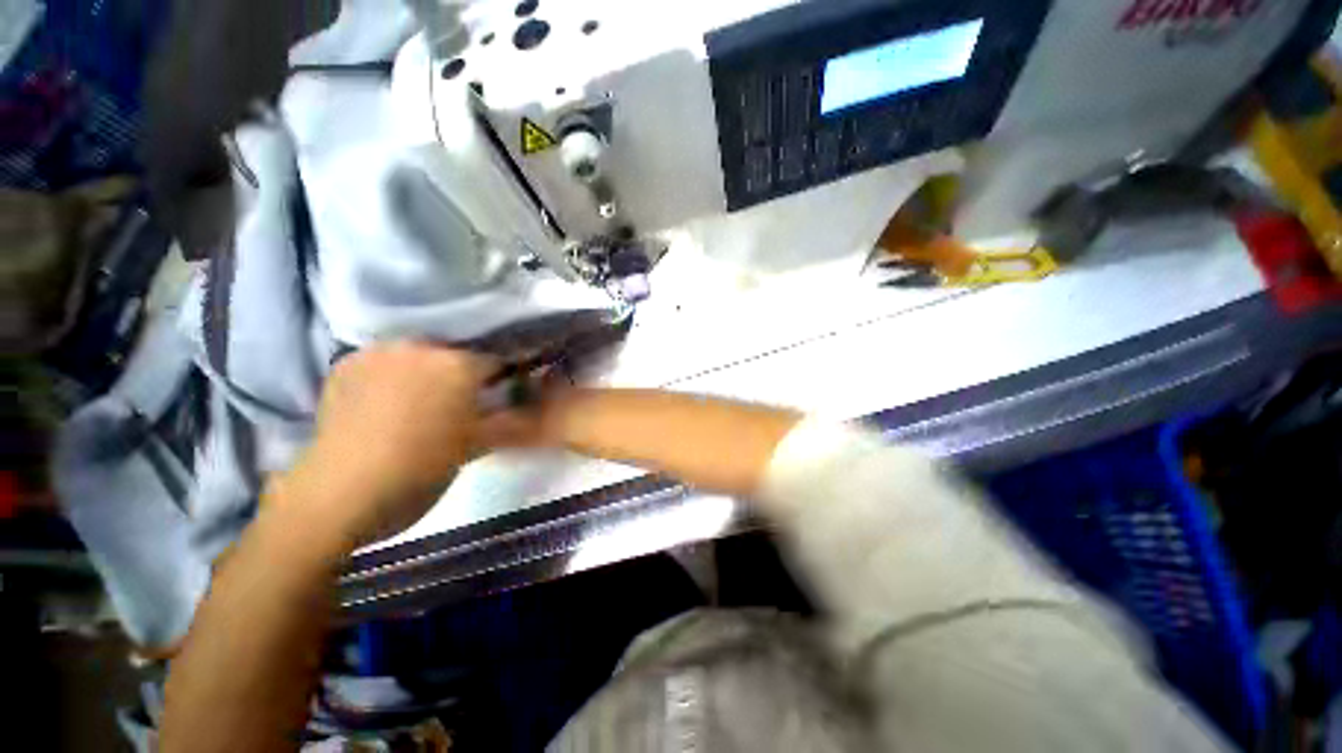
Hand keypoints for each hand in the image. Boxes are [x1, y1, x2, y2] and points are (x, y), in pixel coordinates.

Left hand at [277, 343, 494, 551]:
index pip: (496, 360)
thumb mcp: (477, 445)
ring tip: (422, 398)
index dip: (503, 377)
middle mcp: (421, 347)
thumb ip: (505, 418)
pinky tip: (387, 398)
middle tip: (460, 399)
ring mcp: (379, 351)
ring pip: (418, 353)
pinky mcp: (347, 363)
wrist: (342, 492)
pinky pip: (384, 360)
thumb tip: (520, 406)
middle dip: (463, 371)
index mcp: (459, 365)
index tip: (501, 392)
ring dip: (427, 368)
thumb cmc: (422, 469)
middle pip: (456, 352)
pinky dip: (392, 372)